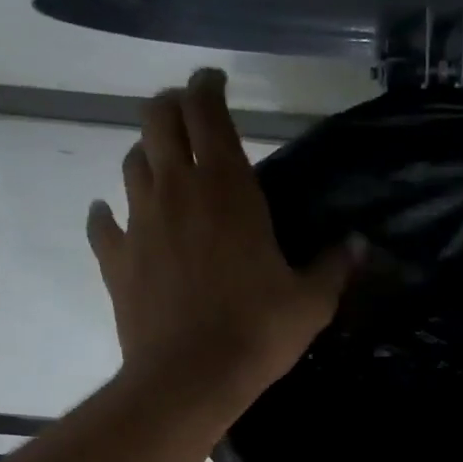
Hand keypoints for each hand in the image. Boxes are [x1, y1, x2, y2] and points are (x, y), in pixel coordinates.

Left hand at [87, 69, 351, 418]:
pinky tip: (114, 217)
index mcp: (226, 187)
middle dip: (171, 106)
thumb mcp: (310, 303)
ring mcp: (139, 222)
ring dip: (147, 155)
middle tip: (187, 115)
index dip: (208, 86)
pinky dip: (109, 214)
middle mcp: (176, 190)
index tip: (215, 82)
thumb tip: (359, 243)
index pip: (207, 111)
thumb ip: (333, 267)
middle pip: (157, 118)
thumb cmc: (257, 332)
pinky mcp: (115, 259)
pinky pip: (103, 222)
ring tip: (163, 166)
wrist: (190, 378)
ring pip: (131, 162)